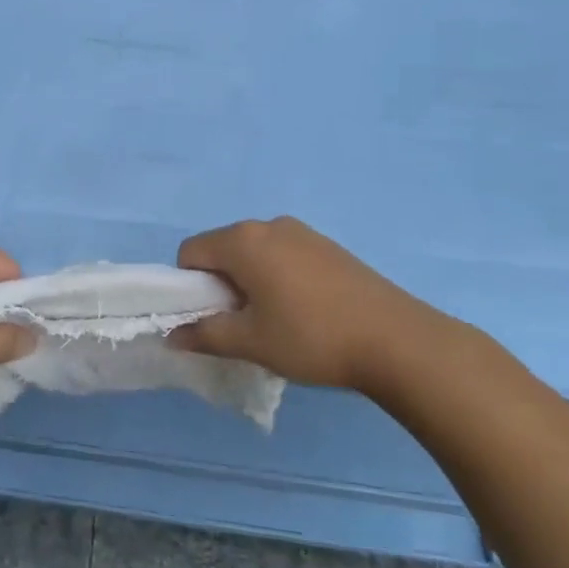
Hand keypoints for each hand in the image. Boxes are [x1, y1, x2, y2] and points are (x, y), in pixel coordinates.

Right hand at [171, 217, 481, 397]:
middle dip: (220, 283)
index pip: (190, 252)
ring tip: (276, 319)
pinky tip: (305, 310)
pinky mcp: (328, 245)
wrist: (397, 340)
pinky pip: (284, 254)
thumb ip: (205, 335)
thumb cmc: (311, 338)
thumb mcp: (251, 342)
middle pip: (222, 248)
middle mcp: (269, 225)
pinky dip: (278, 276)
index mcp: (243, 241)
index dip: (190, 286)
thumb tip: (171, 336)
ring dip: (250, 280)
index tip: (212, 317)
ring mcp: (302, 232)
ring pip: (255, 252)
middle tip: (243, 322)